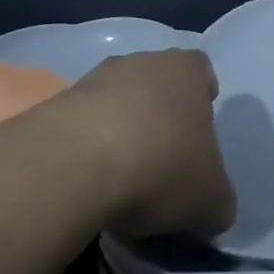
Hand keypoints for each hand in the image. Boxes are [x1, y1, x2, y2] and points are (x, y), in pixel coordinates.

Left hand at [58, 49, 236, 238]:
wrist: (74, 166)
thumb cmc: (162, 166)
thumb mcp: (210, 199)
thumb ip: (218, 202)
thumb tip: (214, 212)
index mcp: (186, 70)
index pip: (201, 70)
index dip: (203, 96)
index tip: (198, 131)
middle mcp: (142, 62)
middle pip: (157, 83)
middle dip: (159, 116)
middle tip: (163, 159)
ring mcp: (94, 80)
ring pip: (116, 102)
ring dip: (119, 131)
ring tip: (121, 178)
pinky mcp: (54, 106)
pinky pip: (80, 126)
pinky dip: (85, 150)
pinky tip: (87, 185)